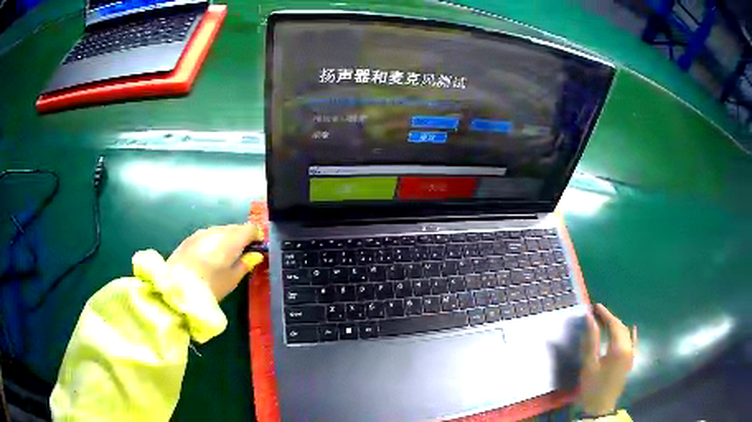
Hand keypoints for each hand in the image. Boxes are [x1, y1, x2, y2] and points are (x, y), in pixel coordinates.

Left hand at [167, 224, 264, 300]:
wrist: (177, 286)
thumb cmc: (211, 285)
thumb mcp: (233, 279)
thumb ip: (246, 264)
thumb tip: (255, 255)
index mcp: (232, 238)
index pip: (251, 228)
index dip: (256, 238)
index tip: (255, 251)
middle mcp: (218, 230)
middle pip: (235, 228)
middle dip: (240, 239)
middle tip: (241, 257)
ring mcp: (202, 232)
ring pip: (220, 232)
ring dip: (225, 241)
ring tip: (223, 260)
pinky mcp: (190, 238)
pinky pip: (207, 236)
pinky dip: (212, 243)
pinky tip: (207, 259)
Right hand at [579, 303, 636, 415]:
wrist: (600, 407)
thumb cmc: (592, 386)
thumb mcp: (589, 363)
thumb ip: (591, 340)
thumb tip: (590, 318)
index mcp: (619, 348)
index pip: (614, 324)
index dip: (605, 314)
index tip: (595, 306)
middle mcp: (629, 348)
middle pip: (621, 327)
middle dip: (611, 319)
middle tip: (598, 313)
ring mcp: (631, 355)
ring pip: (626, 334)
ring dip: (617, 326)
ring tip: (607, 321)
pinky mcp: (630, 361)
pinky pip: (633, 343)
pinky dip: (630, 334)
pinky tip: (632, 329)